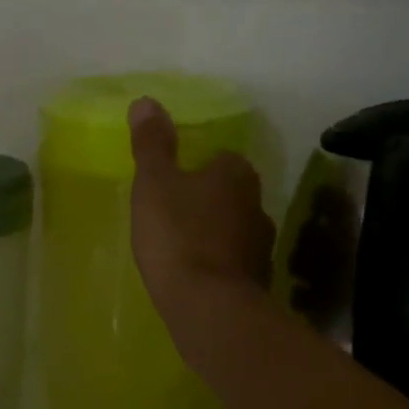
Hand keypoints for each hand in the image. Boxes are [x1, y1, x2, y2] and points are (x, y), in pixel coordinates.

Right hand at [128, 96, 274, 347]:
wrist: (208, 306)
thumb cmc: (177, 235)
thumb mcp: (153, 184)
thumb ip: (151, 145)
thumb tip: (146, 102)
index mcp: (235, 174)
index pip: (221, 159)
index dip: (197, 168)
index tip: (173, 181)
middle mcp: (257, 204)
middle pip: (230, 193)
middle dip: (207, 200)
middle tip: (174, 212)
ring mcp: (262, 245)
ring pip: (235, 228)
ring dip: (215, 233)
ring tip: (182, 246)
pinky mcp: (258, 281)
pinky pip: (234, 262)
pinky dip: (218, 263)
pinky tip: (196, 275)